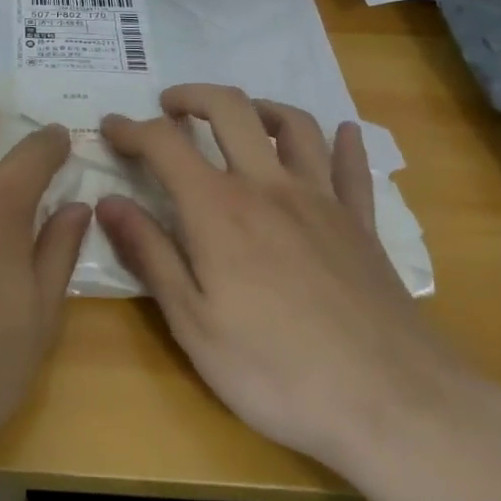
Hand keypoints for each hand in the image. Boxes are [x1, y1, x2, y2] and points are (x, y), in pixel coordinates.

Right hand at [97, 84, 474, 478]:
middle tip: (169, 106)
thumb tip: (108, 203)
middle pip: (231, 110)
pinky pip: (352, 167)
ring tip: (241, 116)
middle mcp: (268, 187)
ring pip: (294, 125)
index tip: (109, 127)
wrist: (392, 404)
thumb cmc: (275, 371)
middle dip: (193, 96)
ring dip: (260, 107)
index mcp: (219, 210)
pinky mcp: (362, 225)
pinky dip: (344, 143)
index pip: (165, 144)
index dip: (131, 129)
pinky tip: (342, 133)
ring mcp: (322, 201)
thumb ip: (150, 254)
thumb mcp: (193, 323)